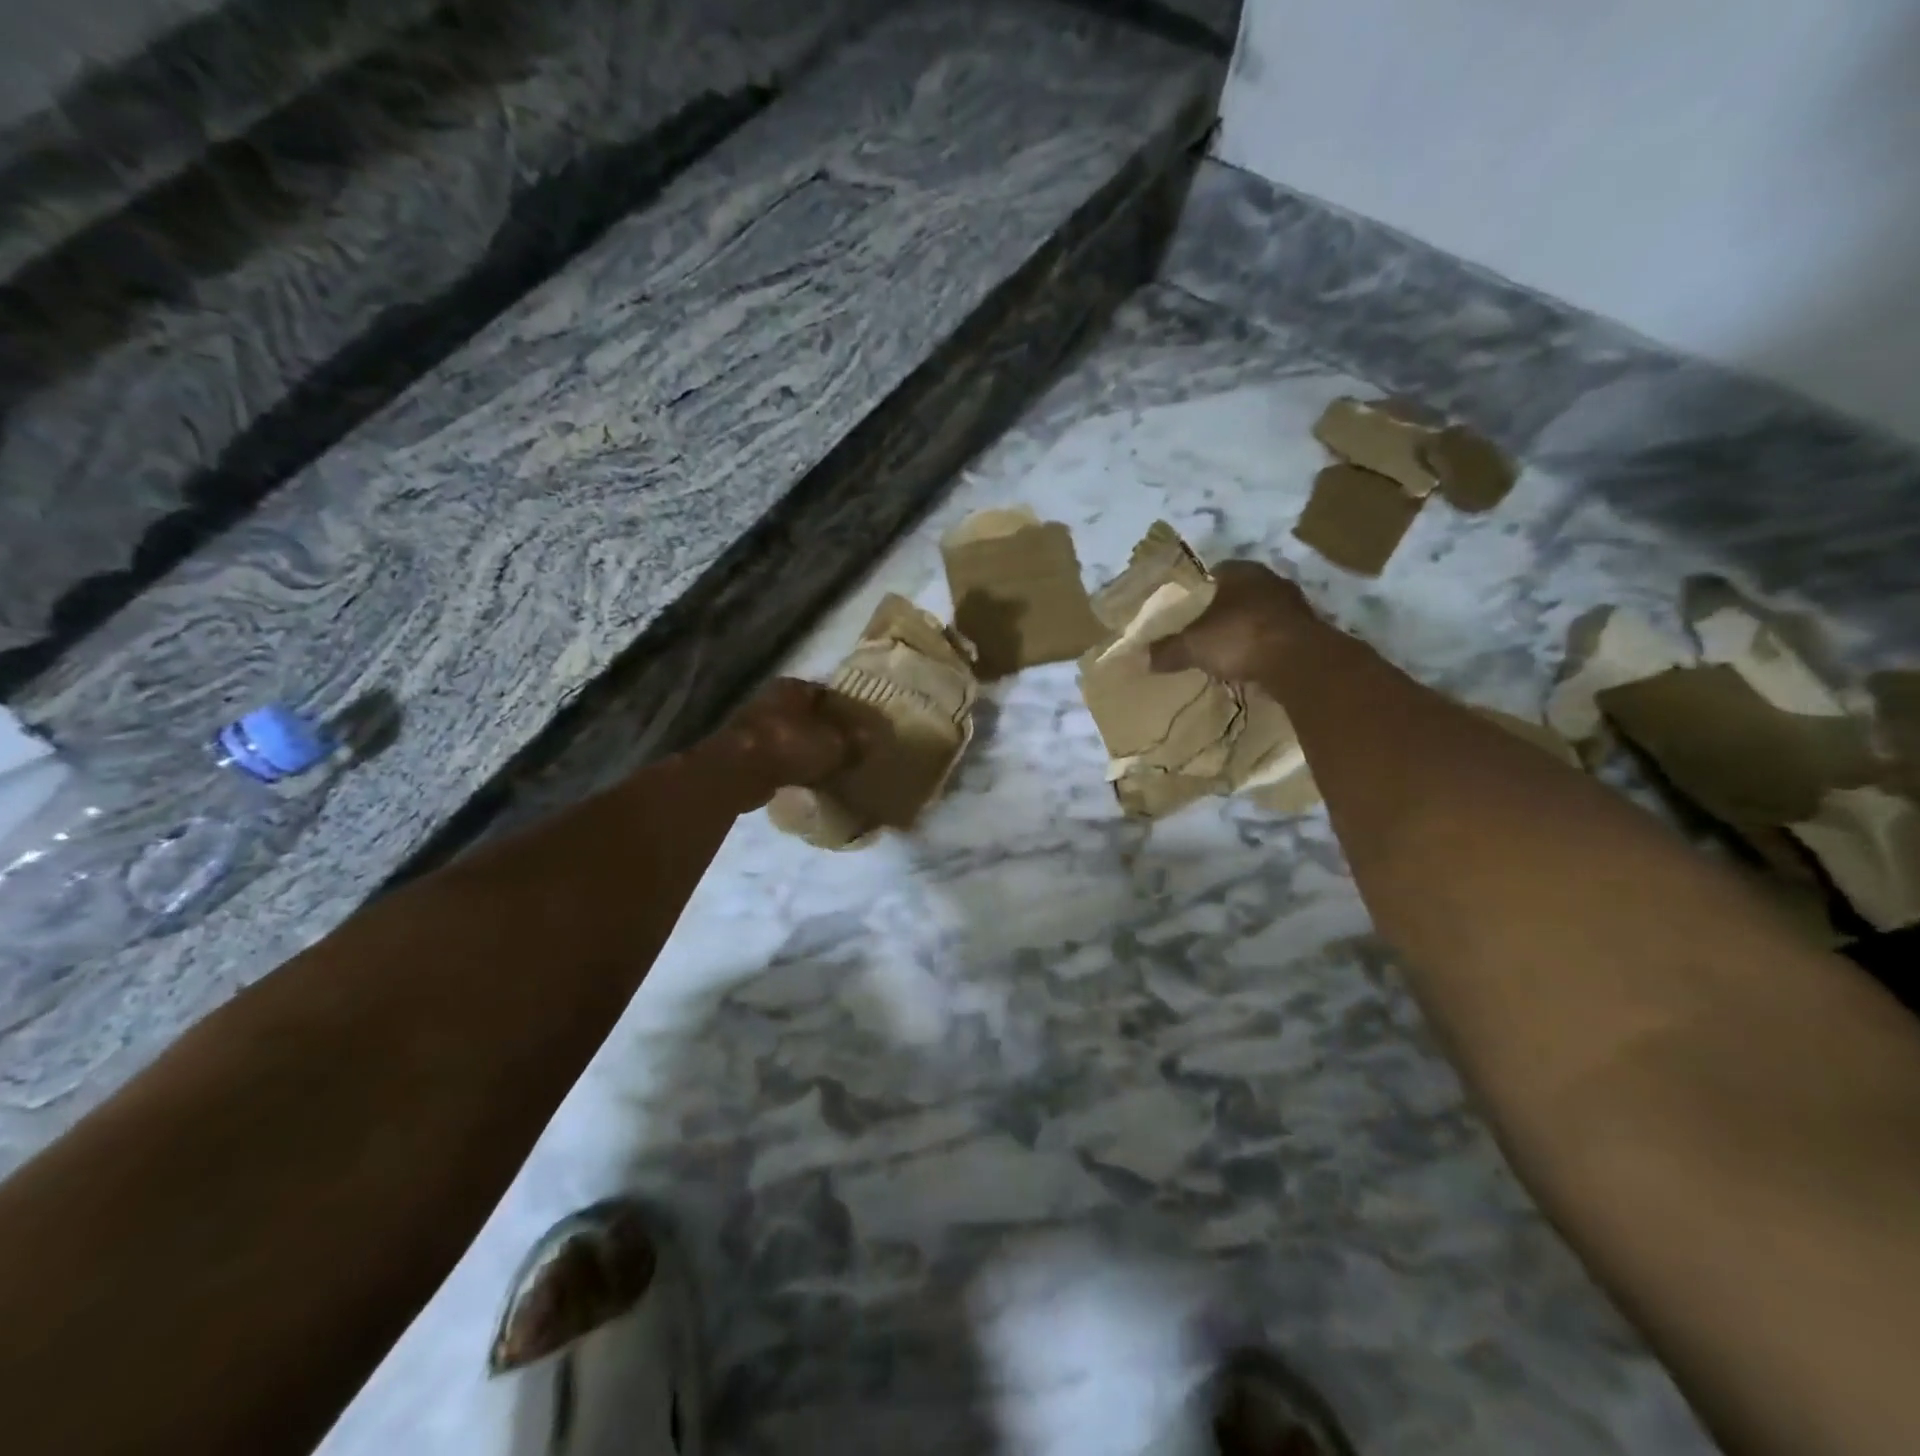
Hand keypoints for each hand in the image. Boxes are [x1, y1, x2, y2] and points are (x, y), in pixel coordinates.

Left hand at [703, 678, 860, 809]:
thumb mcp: (835, 744)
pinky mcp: (742, 751)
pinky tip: (803, 778)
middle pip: (805, 714)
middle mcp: (770, 699)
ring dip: (804, 748)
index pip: (826, 693)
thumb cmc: (790, 745)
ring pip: (789, 734)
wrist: (738, 771)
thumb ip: (854, 742)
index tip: (858, 727)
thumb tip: (871, 739)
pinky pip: (775, 755)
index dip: (844, 710)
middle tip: (845, 747)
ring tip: (827, 765)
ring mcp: (753, 725)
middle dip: (823, 729)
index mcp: (793, 686)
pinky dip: (788, 764)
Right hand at [1149, 560, 1323, 684]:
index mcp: (1239, 570)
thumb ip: (1168, 649)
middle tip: (1202, 631)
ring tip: (1225, 650)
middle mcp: (1268, 579)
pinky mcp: (1308, 629)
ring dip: (1244, 628)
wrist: (1297, 661)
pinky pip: (1275, 634)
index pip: (1212, 573)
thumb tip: (1145, 658)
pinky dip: (1262, 645)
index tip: (1184, 612)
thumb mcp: (1192, 645)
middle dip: (1221, 610)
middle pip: (1237, 593)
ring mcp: (1292, 603)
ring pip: (1258, 612)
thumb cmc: (1238, 637)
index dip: (1196, 592)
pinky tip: (1250, 662)